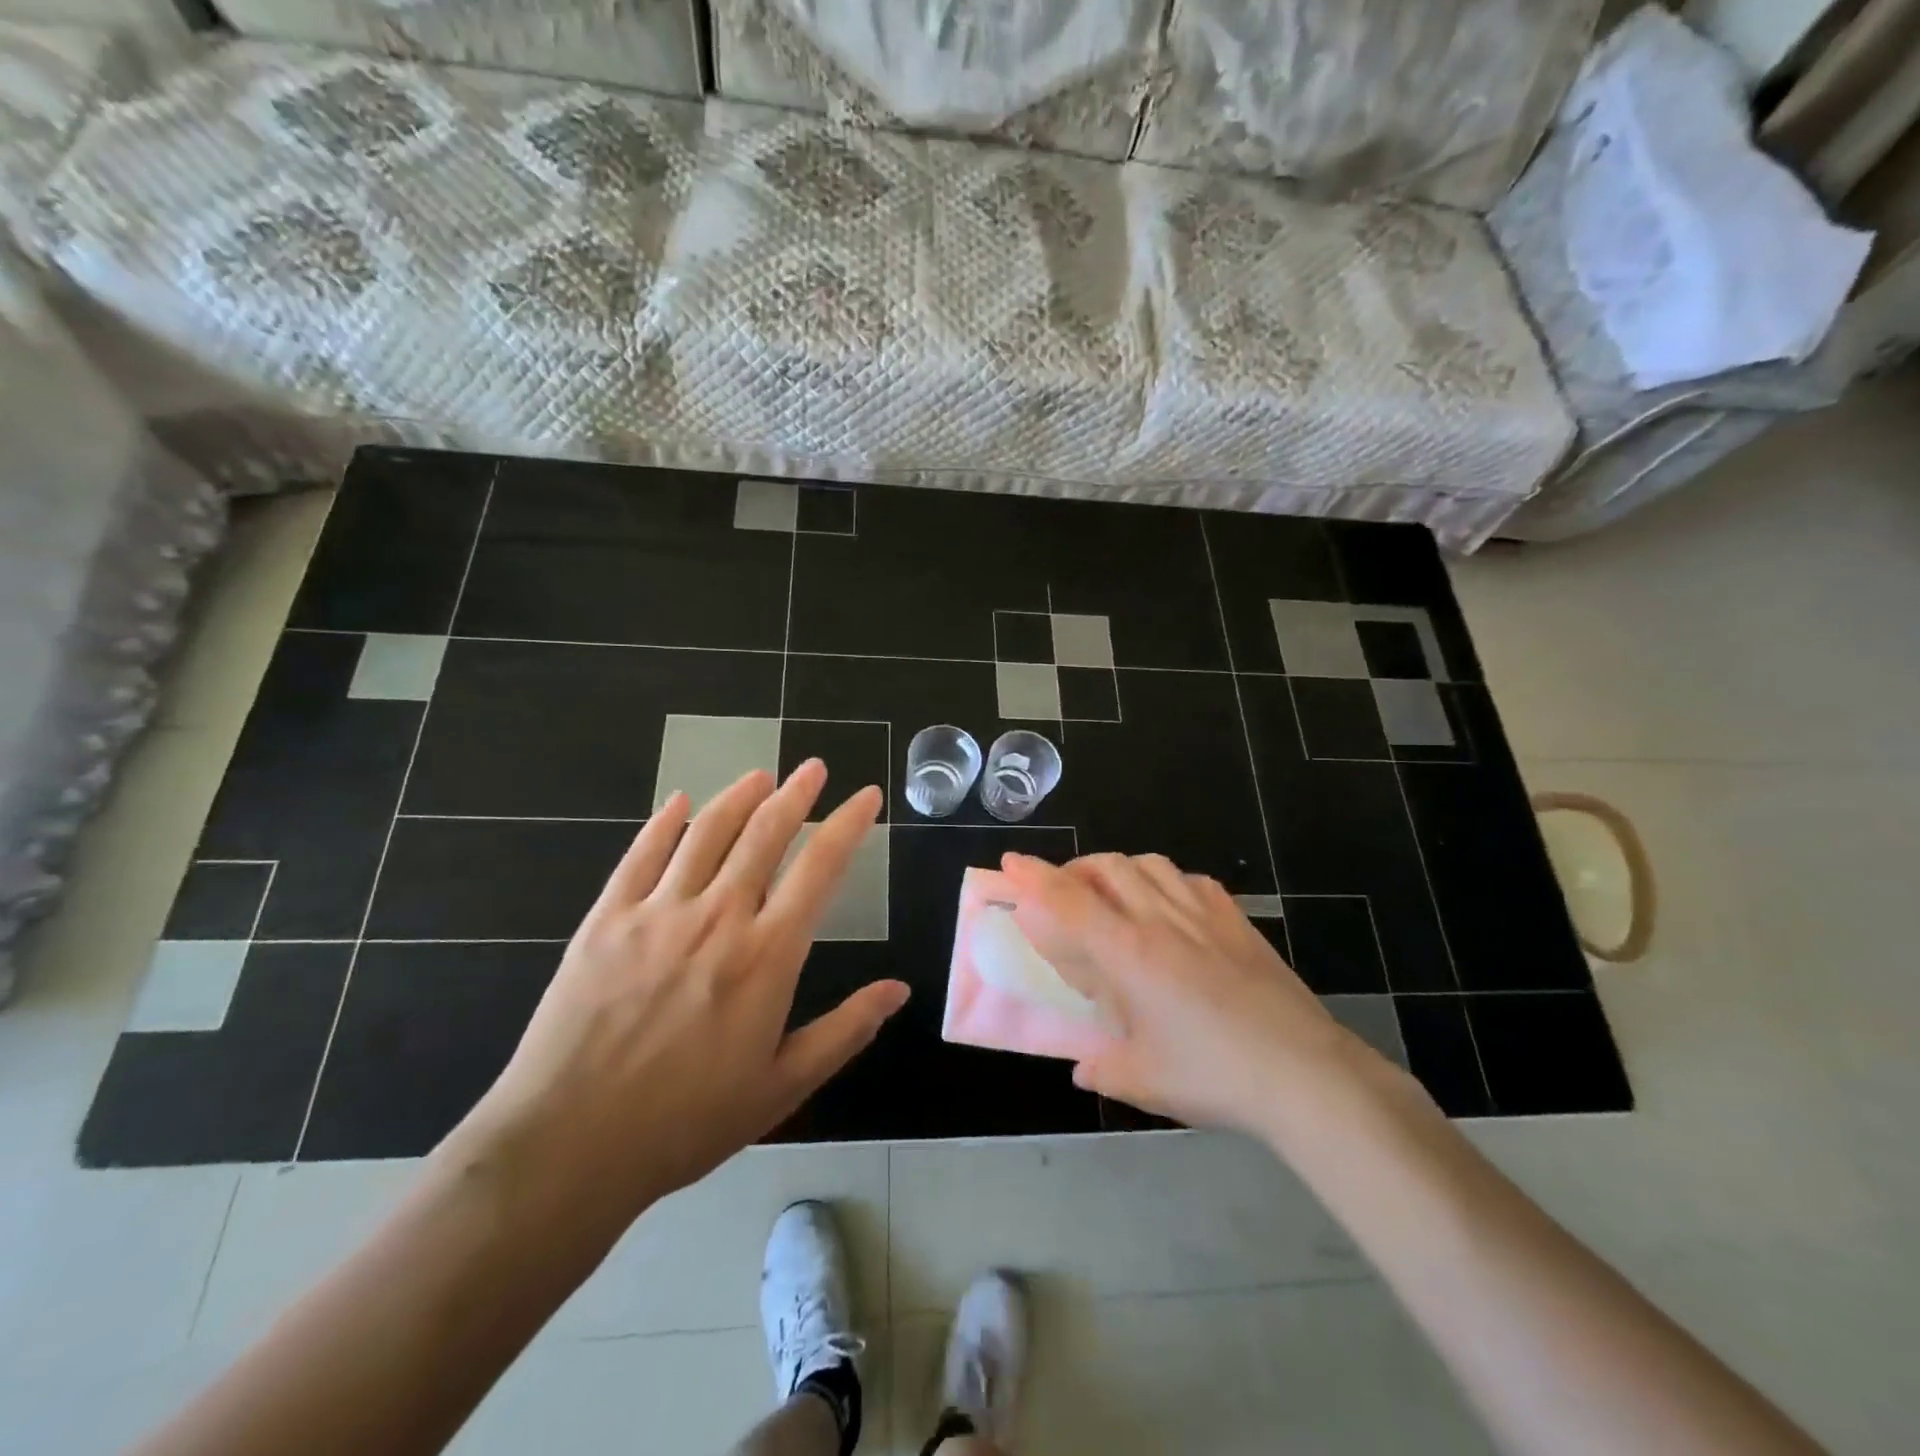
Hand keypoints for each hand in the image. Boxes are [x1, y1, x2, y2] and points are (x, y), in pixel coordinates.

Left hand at [456, 762, 907, 1237]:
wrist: (569, 1146)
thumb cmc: (687, 1121)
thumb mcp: (782, 1086)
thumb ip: (845, 1030)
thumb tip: (900, 991)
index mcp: (766, 955)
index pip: (819, 868)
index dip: (847, 824)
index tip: (866, 796)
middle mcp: (717, 917)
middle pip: (764, 834)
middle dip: (796, 794)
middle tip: (813, 768)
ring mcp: (657, 912)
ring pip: (707, 833)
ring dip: (738, 796)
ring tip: (761, 775)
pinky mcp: (606, 920)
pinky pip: (641, 855)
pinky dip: (664, 822)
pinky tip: (679, 802)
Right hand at [1001, 852, 1408, 1134]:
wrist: (1304, 1074)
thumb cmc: (1214, 1076)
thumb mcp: (1145, 1080)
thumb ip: (1103, 1068)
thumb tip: (1083, 1068)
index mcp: (1129, 953)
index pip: (1068, 901)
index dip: (1034, 877)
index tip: (1010, 862)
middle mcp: (1161, 920)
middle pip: (1108, 869)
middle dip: (1074, 870)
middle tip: (1060, 891)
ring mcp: (1204, 915)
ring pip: (1149, 865)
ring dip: (1119, 870)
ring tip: (1111, 894)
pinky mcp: (1238, 922)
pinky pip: (1192, 881)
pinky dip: (1165, 881)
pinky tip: (1169, 904)